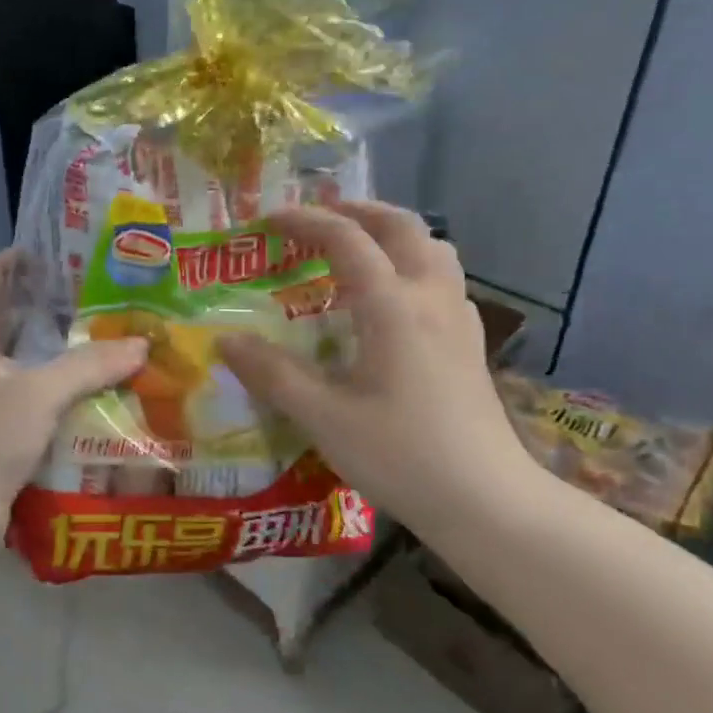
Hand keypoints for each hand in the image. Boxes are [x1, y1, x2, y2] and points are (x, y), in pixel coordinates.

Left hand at [0, 250, 147, 545]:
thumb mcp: (39, 394)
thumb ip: (89, 366)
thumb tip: (141, 343)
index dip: (26, 257)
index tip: (70, 248)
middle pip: (17, 316)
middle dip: (58, 304)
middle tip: (108, 291)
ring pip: (30, 357)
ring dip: (65, 347)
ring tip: (113, 332)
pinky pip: (36, 391)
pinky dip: (64, 384)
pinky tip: (99, 385)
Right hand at [218, 202, 536, 529]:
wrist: (486, 502)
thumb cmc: (400, 455)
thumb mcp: (323, 417)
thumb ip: (273, 374)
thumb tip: (226, 340)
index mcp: (393, 307)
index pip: (347, 240)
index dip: (305, 221)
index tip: (267, 219)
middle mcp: (430, 298)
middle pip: (402, 227)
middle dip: (357, 210)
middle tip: (319, 217)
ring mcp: (459, 320)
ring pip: (432, 249)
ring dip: (392, 233)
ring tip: (358, 248)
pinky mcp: (470, 345)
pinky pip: (443, 280)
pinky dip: (412, 266)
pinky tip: (394, 302)